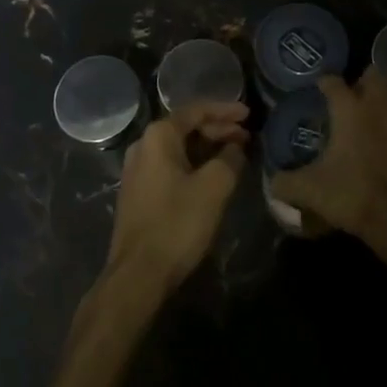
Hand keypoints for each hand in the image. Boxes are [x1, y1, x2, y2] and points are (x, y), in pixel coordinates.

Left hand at [104, 101, 249, 297]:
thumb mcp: (213, 188)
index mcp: (159, 136)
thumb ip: (229, 159)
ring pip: (179, 148)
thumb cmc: (176, 224)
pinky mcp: (139, 192)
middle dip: (218, 130)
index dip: (225, 110)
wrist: (137, 276)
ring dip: (207, 148)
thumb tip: (236, 147)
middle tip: (247, 137)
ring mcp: (138, 169)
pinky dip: (194, 164)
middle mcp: (144, 145)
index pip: (196, 110)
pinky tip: (212, 176)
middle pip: (186, 127)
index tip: (249, 114)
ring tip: (235, 154)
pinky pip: (171, 166)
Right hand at [270, 69, 386, 247]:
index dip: (325, 83)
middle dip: (363, 80)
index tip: (319, 89)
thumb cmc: (351, 194)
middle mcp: (376, 105)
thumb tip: (271, 184)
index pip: (333, 81)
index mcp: (348, 109)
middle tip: (353, 96)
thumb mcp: (308, 190)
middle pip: (373, 74)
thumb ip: (285, 183)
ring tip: (379, 103)